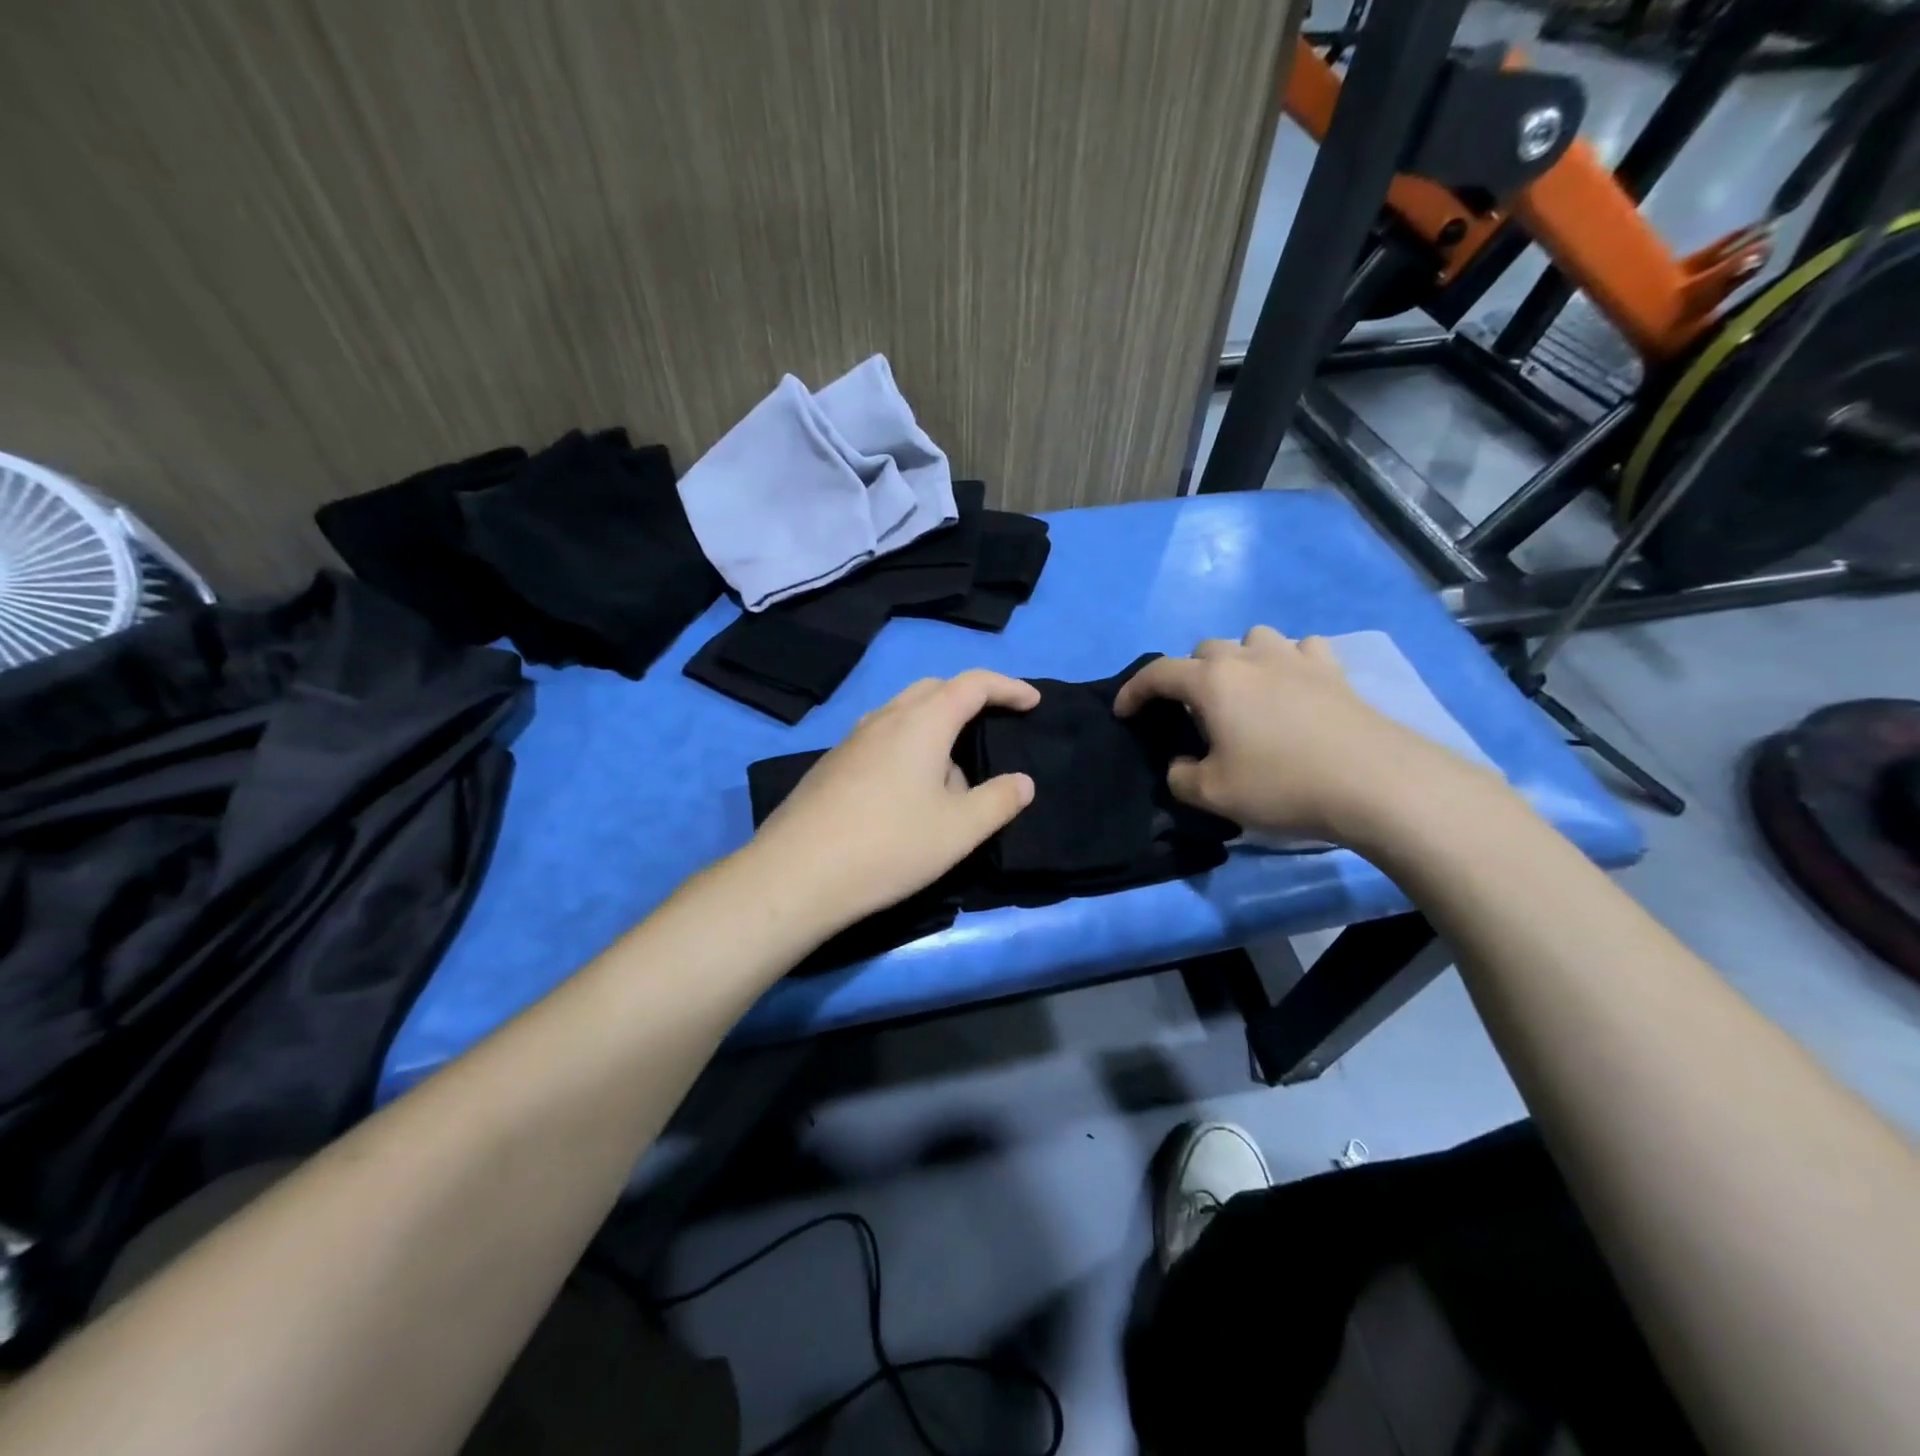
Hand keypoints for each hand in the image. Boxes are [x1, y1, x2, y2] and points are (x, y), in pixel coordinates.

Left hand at [749, 670, 1040, 932]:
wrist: (796, 874)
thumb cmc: (889, 846)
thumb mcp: (958, 831)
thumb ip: (998, 801)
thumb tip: (1023, 782)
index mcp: (921, 722)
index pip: (972, 684)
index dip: (1008, 688)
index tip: (1032, 702)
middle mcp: (884, 718)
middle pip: (934, 689)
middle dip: (969, 700)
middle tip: (993, 726)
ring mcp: (852, 740)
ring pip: (904, 715)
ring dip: (936, 730)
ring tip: (953, 777)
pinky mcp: (832, 765)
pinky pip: (882, 739)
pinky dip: (908, 749)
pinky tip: (908, 796)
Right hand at [1113, 626, 1490, 845]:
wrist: (1375, 783)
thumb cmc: (1282, 784)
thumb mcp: (1212, 794)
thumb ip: (1180, 776)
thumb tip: (1182, 764)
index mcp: (1212, 682)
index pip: (1158, 673)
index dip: (1134, 691)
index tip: (1124, 712)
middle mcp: (1249, 658)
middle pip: (1205, 650)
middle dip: (1188, 675)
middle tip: (1192, 712)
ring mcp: (1295, 659)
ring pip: (1253, 639)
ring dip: (1239, 659)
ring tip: (1243, 691)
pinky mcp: (1333, 670)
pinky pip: (1301, 650)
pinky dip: (1288, 662)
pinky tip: (1293, 685)